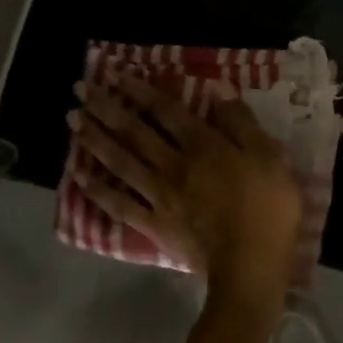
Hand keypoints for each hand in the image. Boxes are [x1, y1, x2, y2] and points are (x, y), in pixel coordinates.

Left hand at [68, 73, 301, 318]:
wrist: (251, 268)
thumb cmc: (268, 209)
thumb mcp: (269, 157)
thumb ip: (241, 121)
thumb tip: (216, 87)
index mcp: (203, 146)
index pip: (166, 111)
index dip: (141, 90)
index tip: (116, 74)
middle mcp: (174, 164)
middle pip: (135, 132)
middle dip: (107, 108)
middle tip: (80, 90)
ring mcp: (160, 196)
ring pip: (121, 162)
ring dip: (95, 139)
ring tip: (73, 121)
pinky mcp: (154, 225)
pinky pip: (119, 204)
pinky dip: (97, 190)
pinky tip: (78, 176)